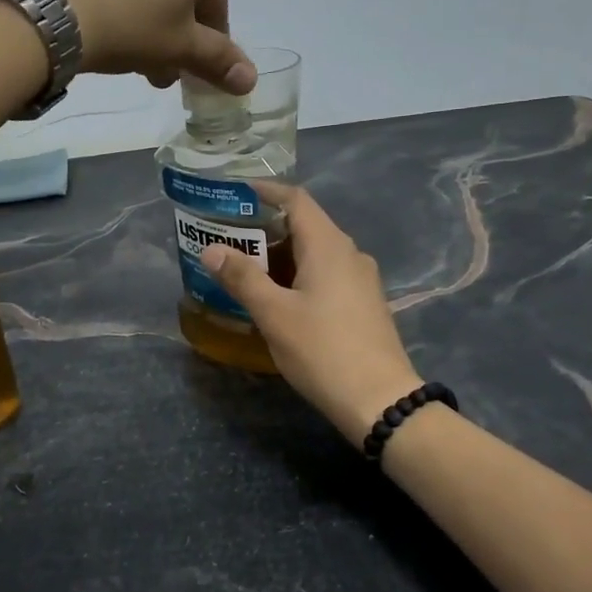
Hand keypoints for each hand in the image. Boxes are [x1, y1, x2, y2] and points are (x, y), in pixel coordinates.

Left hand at [28, 0, 255, 92]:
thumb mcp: (180, 47)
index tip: (192, 68)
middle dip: (172, 25)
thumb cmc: (130, 21)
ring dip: (142, 10)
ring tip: (125, 52)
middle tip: (157, 67)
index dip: (208, 38)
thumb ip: (218, 60)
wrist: (42, 4)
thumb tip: (250, 80)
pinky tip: (95, 22)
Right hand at [199, 184, 423, 441]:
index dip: (265, 191)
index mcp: (328, 245)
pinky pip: (326, 274)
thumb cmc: (323, 350)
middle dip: (266, 228)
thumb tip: (212, 249)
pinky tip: (279, 297)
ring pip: (316, 253)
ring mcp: (361, 279)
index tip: (234, 194)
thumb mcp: (274, 314)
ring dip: (281, 255)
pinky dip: (299, 274)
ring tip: (246, 268)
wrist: (380, 400)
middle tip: (229, 237)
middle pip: (305, 225)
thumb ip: (242, 278)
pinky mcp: (364, 303)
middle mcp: (349, 253)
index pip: (296, 200)